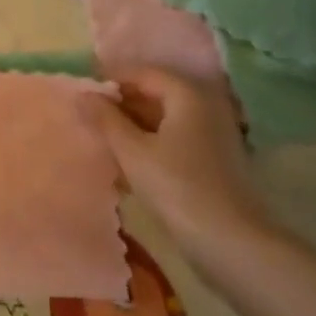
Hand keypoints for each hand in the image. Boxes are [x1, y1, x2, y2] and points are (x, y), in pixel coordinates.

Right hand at [76, 69, 270, 267]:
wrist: (231, 242)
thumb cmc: (177, 188)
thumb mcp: (132, 151)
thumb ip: (106, 119)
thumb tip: (84, 94)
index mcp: (187, 94)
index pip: (143, 73)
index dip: (111, 79)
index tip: (83, 91)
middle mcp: (206, 105)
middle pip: (157, 93)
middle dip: (123, 102)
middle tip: (90, 115)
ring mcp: (215, 133)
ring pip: (166, 117)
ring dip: (136, 123)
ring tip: (104, 136)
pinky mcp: (216, 158)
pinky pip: (177, 137)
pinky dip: (153, 141)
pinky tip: (130, 159)